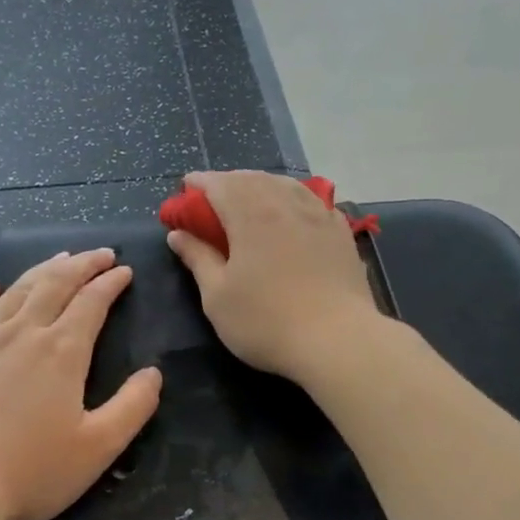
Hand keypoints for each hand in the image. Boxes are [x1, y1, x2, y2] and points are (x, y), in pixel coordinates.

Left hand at [0, 249, 162, 519]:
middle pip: (55, 284)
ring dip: (42, 270)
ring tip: (60, 258)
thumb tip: (153, 373)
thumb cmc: (33, 471)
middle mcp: (23, 333)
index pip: (92, 302)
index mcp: (62, 351)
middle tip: (100, 254)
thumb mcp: (99, 446)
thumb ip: (133, 406)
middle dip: (81, 264)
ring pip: (16, 291)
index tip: (124, 271)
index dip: (110, 283)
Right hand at [166, 170, 381, 382]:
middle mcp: (285, 204)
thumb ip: (197, 259)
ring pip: (285, 185)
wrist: (337, 341)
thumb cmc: (266, 322)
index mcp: (250, 215)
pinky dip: (293, 198)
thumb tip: (178, 234)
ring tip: (251, 198)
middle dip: (229, 182)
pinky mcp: (341, 232)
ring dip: (261, 185)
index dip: (199, 183)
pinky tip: (293, 212)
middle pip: (252, 179)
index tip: (185, 188)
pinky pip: (312, 201)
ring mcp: (318, 215)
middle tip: (213, 197)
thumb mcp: (217, 297)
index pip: (219, 184)